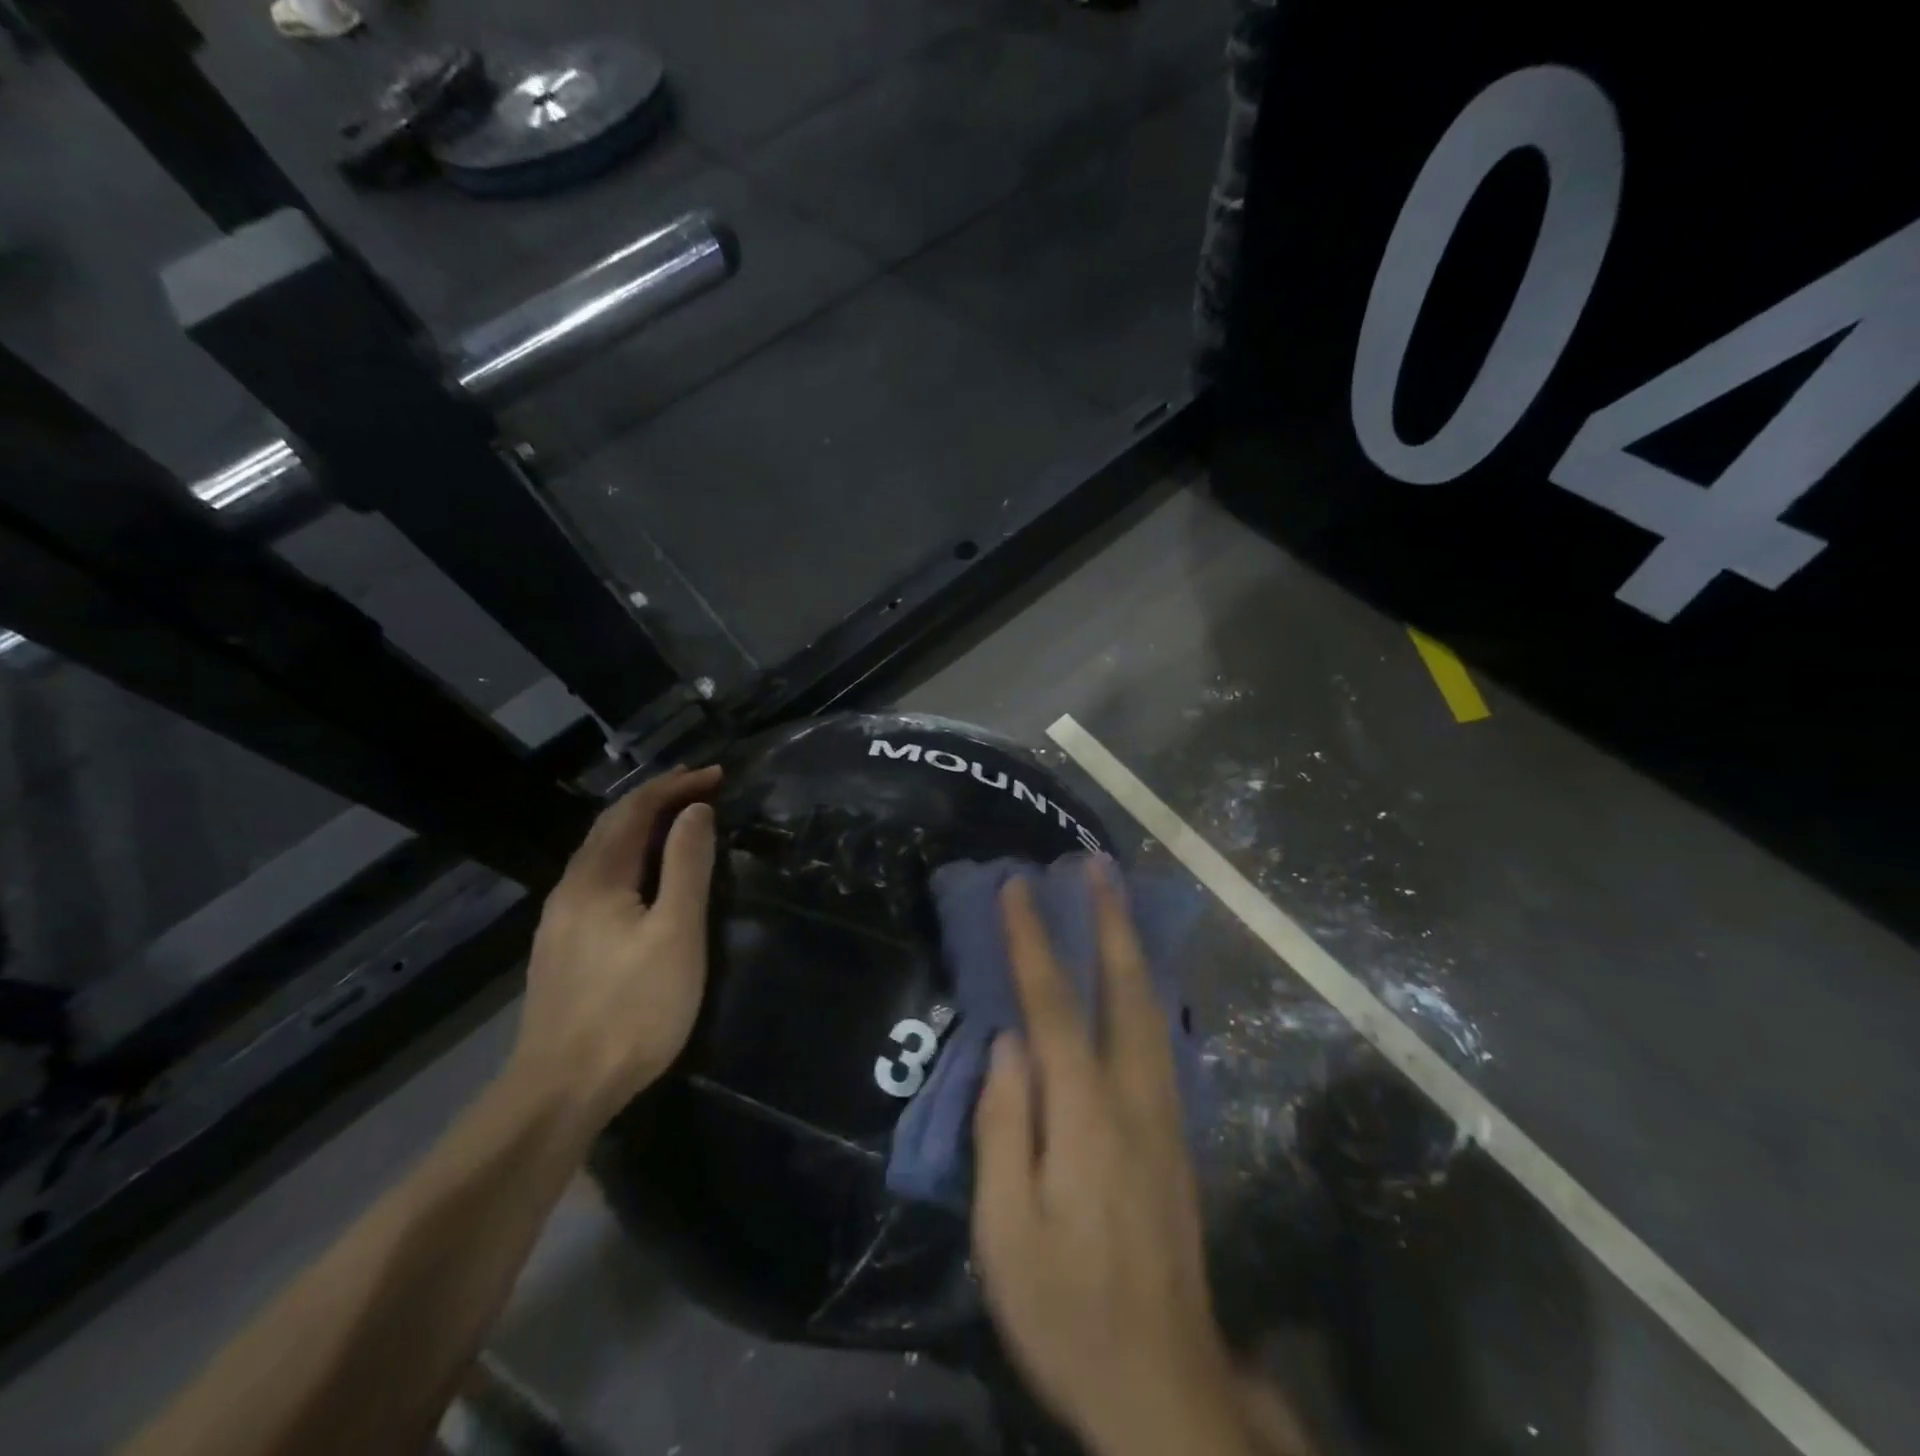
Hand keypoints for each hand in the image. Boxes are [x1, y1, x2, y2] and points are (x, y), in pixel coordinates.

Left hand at [510, 766, 720, 1125]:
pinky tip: (645, 877)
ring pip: (602, 853)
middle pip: (612, 825)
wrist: (561, 1090)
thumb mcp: (676, 932)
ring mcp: (560, 920)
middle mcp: (570, 888)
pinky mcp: (563, 947)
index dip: (676, 786)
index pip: (635, 810)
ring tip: (680, 822)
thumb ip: (687, 865)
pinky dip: (630, 857)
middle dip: (657, 798)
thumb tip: (695, 811)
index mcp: (596, 878)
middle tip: (701, 788)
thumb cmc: (632, 1007)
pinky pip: (599, 879)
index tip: (718, 775)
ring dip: (642, 827)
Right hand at [971, 864, 1253, 1455]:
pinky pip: (1160, 1036)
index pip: (1055, 1005)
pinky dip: (1146, 988)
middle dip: (1109, 920)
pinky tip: (1137, 976)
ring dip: (1133, 945)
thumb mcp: (1006, 1231)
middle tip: (1097, 866)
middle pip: (1125, 988)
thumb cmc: (1066, 1308)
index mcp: (1087, 1115)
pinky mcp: (1177, 1133)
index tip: (1018, 887)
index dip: (1034, 941)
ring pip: (1153, 1007)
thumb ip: (1003, 1127)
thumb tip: (1006, 1045)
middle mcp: (1135, 1096)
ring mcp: (1165, 1112)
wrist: (1162, 1381)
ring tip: (1117, 899)